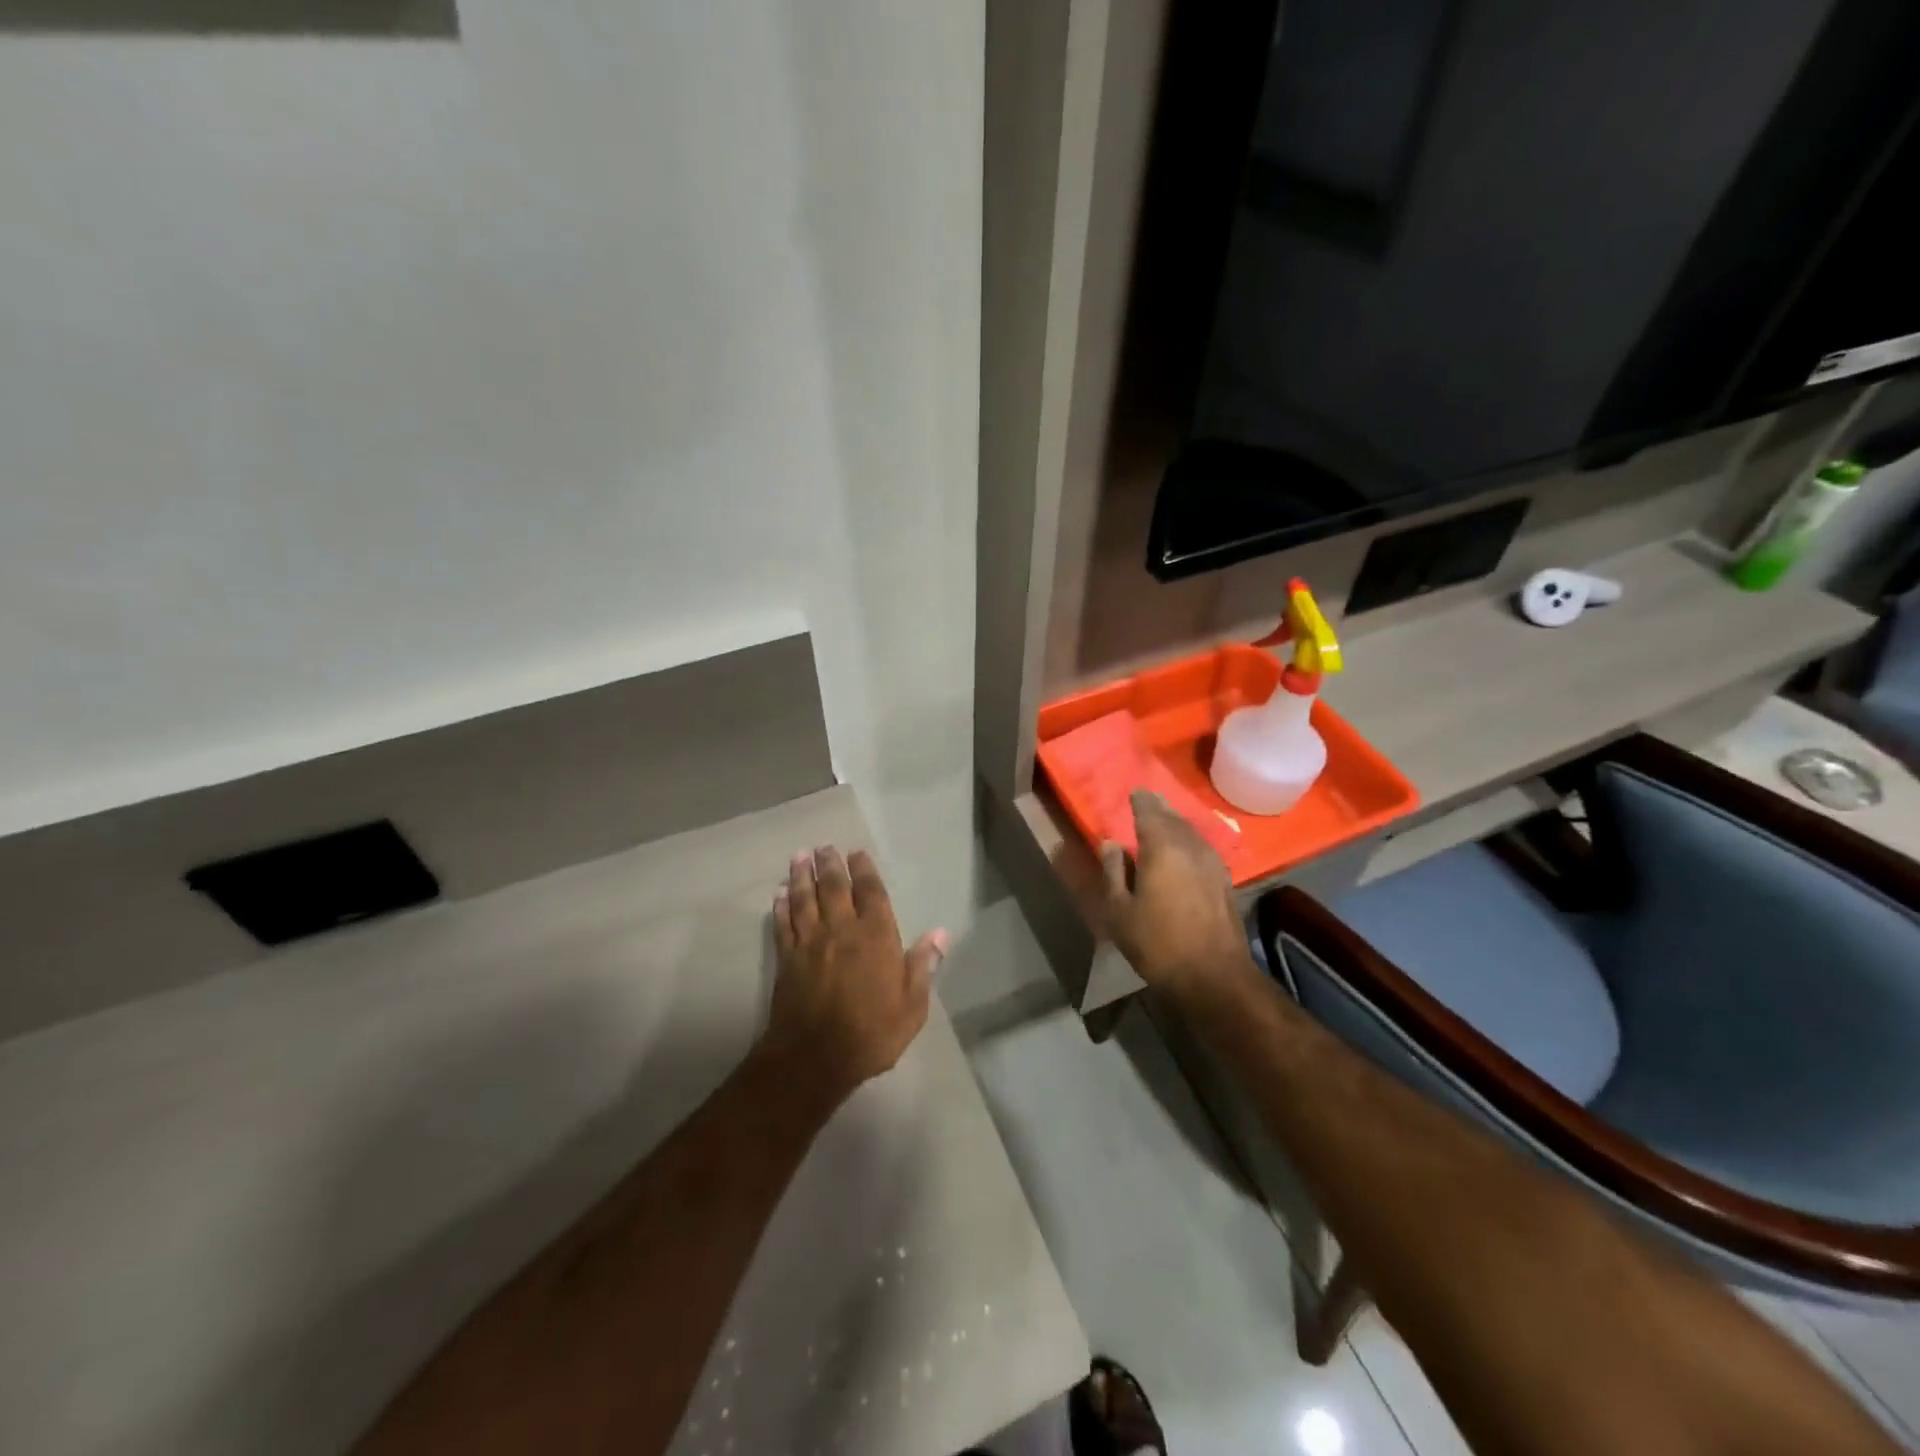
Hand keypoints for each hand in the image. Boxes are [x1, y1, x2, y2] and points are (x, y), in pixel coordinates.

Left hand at [764, 846, 946, 1107]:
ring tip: (799, 857)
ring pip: (804, 900)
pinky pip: (782, 925)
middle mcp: (842, 930)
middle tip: (824, 847)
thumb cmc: (872, 1032)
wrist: (815, 1057)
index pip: (871, 893)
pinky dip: (780, 907)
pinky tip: (778, 895)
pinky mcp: (786, 960)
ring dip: (801, 876)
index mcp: (876, 936)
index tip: (856, 853)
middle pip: (834, 888)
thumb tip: (940, 934)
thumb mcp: (912, 1005)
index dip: (864, 870)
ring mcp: (810, 943)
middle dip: (829, 865)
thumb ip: (922, 966)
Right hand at [1101, 791, 1256, 1005]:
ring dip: (1175, 825)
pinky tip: (1182, 854)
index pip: (1149, 810)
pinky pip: (1202, 848)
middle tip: (1145, 803)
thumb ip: (1113, 872)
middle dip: (1158, 809)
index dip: (1139, 800)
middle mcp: (1191, 845)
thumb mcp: (1119, 911)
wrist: (1214, 977)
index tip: (1132, 794)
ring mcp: (1213, 862)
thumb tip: (1110, 843)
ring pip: (1191, 832)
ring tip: (1161, 825)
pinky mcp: (1225, 880)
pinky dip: (1188, 843)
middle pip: (1173, 816)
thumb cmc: (1158, 944)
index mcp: (1162, 846)